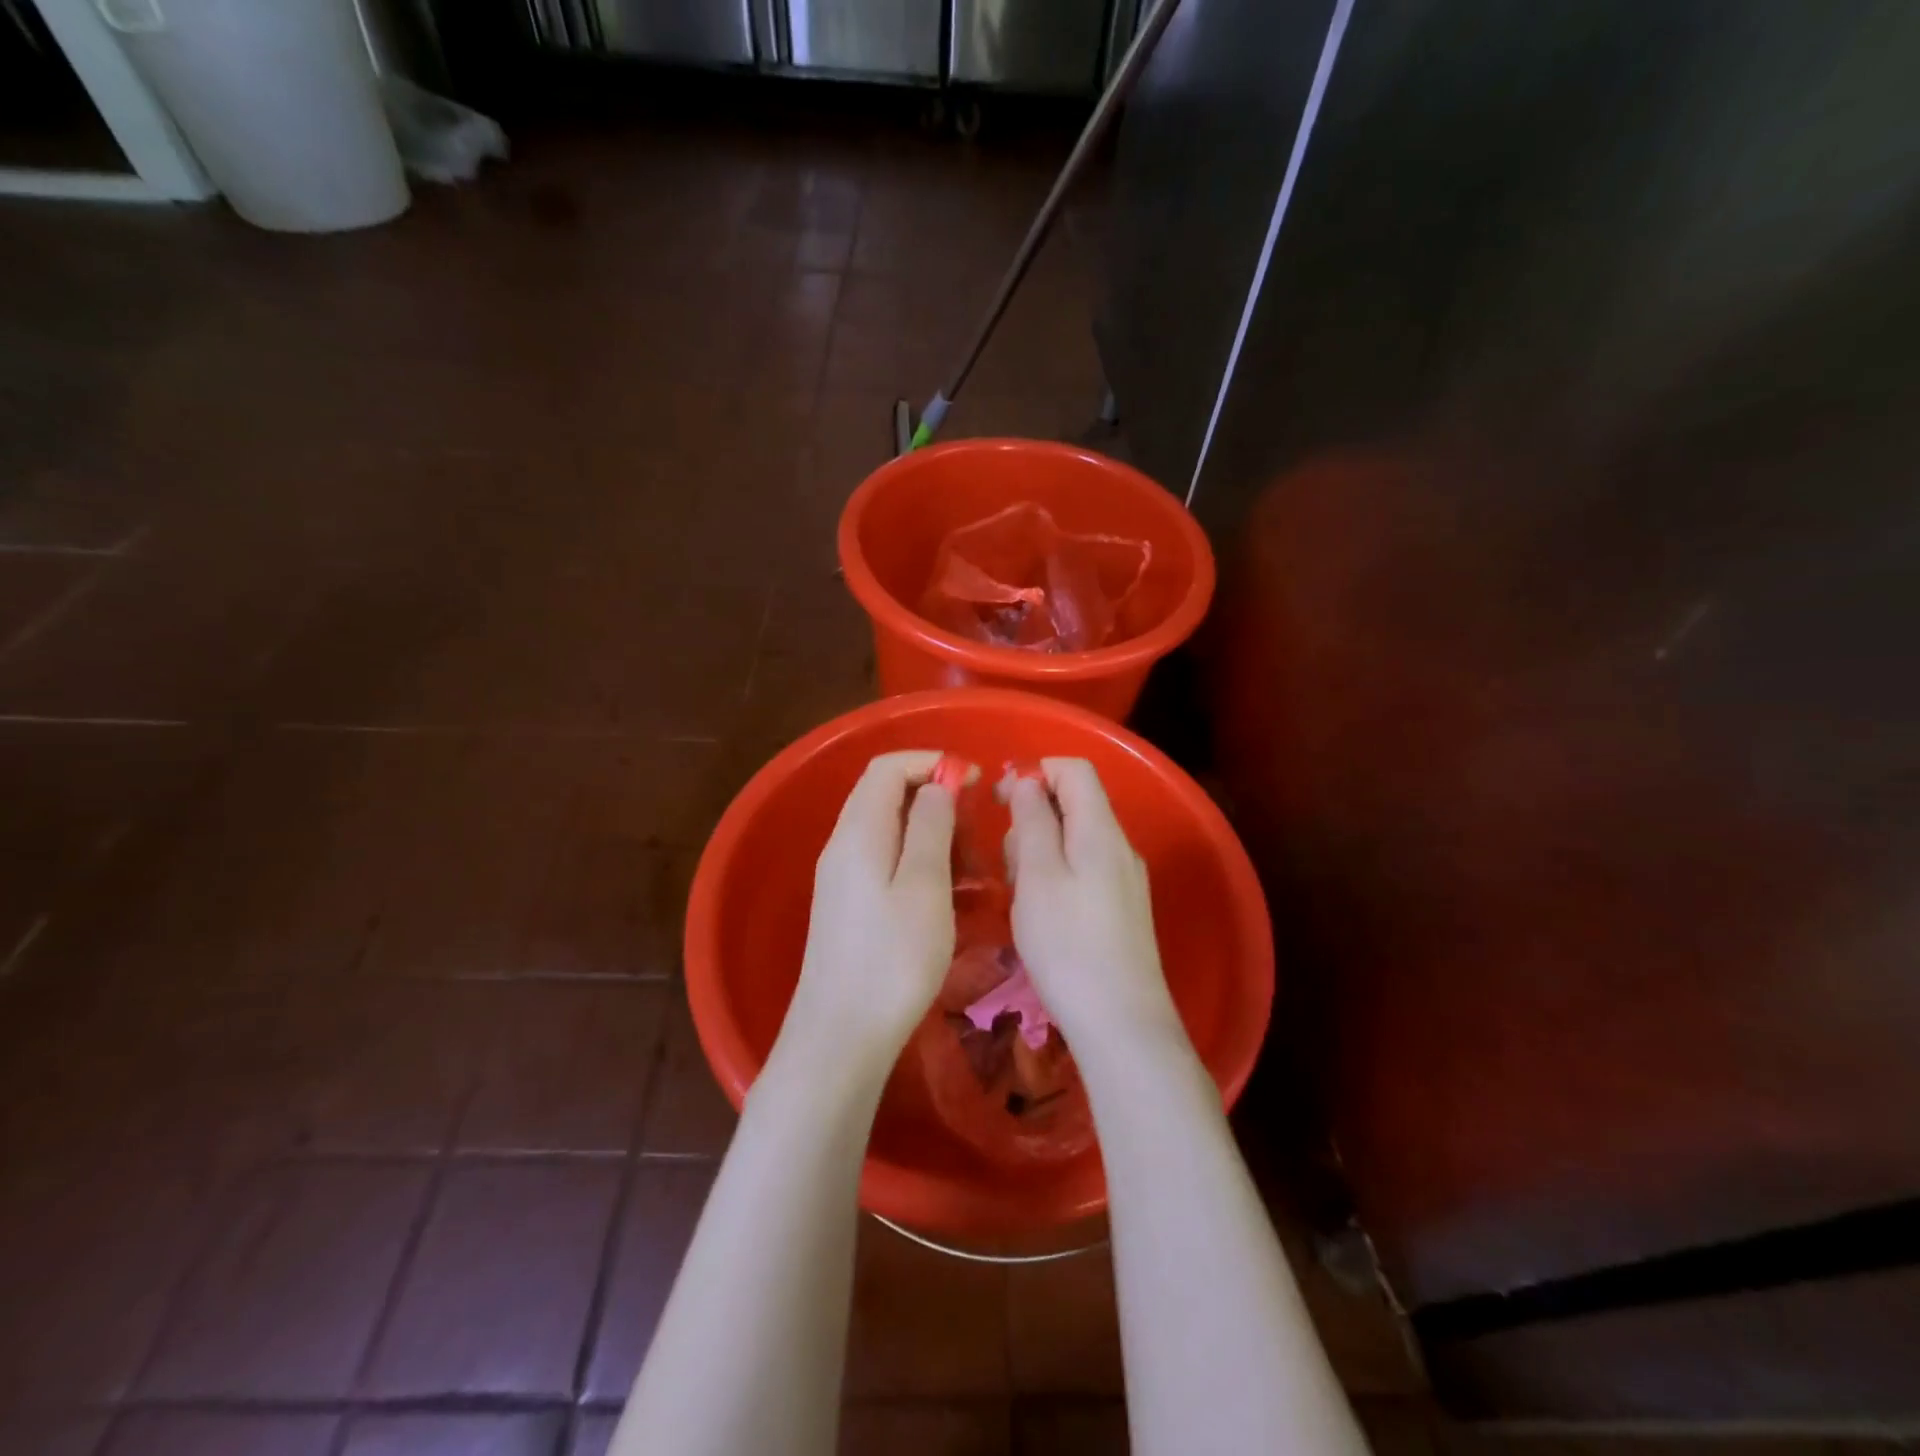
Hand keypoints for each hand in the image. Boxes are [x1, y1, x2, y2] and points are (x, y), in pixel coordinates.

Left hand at [777, 751, 957, 1073]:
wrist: (842, 1034)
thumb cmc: (893, 958)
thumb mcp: (924, 885)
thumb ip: (930, 826)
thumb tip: (936, 784)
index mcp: (859, 831)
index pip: (888, 767)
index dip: (931, 762)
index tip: (973, 781)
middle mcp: (843, 845)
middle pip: (886, 795)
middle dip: (935, 798)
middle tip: (976, 831)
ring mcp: (842, 876)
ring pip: (890, 830)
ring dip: (931, 833)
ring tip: (969, 868)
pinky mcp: (848, 904)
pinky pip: (886, 861)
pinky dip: (919, 862)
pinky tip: (947, 894)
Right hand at [1003, 758, 1181, 1056]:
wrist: (1121, 1023)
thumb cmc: (1068, 946)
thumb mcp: (1037, 876)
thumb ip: (1032, 821)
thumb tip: (1029, 781)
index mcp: (1100, 830)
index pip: (1074, 770)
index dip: (1035, 772)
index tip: (1000, 801)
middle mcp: (1119, 846)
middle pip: (1073, 804)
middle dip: (1032, 819)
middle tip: (1009, 864)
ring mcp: (1124, 878)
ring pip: (1074, 839)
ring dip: (1040, 851)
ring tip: (1021, 895)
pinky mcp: (1121, 907)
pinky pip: (1083, 869)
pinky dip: (1055, 876)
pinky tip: (1041, 914)